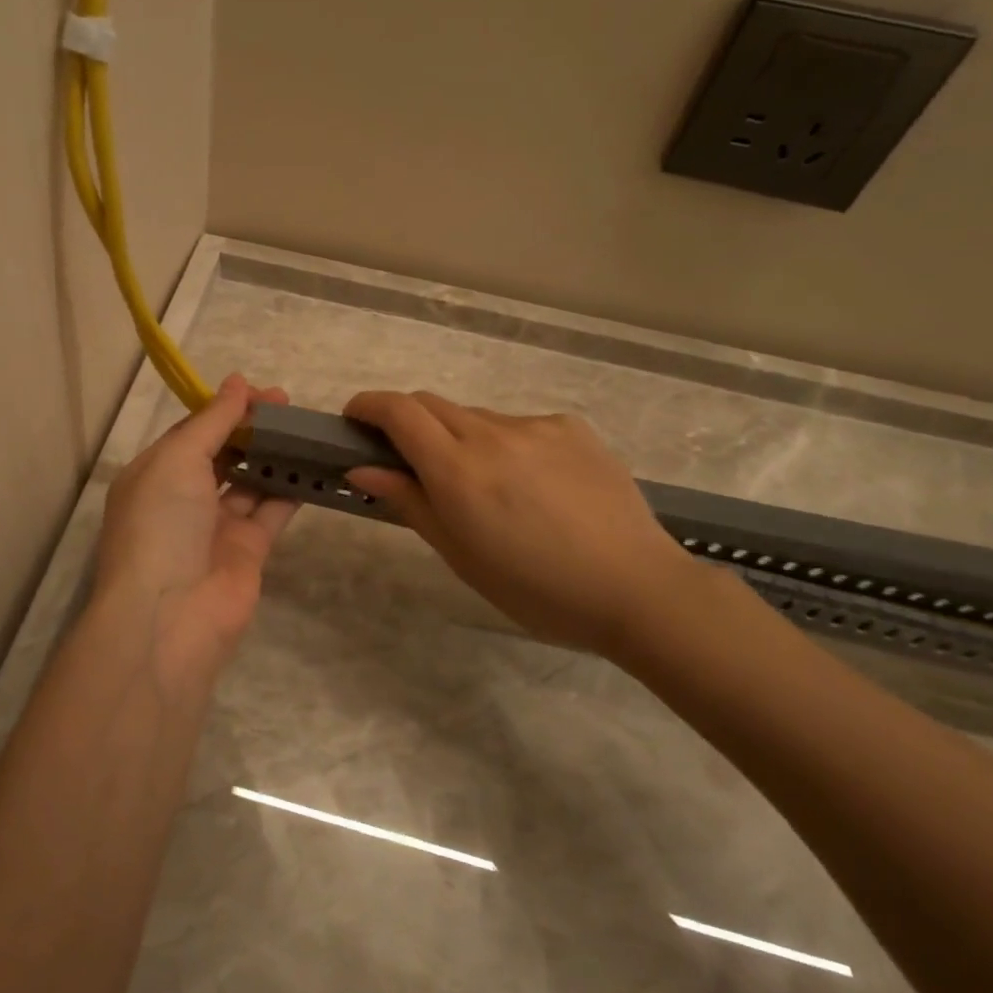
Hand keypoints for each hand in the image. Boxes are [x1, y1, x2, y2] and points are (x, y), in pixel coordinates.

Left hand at [92, 374, 299, 688]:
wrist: (171, 615)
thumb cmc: (161, 524)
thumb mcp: (177, 459)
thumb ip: (212, 421)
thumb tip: (237, 381)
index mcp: (155, 474)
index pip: (193, 432)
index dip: (225, 409)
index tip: (261, 392)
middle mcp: (183, 498)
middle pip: (223, 453)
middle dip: (252, 428)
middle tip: (289, 406)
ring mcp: (216, 526)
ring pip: (250, 481)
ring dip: (274, 455)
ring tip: (307, 428)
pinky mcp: (248, 550)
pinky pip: (272, 510)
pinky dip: (292, 487)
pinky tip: (315, 463)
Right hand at [343, 391, 701, 655]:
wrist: (638, 589)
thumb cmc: (536, 589)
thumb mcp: (460, 554)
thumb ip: (409, 501)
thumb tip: (363, 467)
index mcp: (458, 470)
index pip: (398, 411)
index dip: (368, 405)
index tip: (354, 420)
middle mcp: (493, 434)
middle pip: (430, 404)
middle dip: (407, 421)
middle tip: (409, 460)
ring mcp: (536, 426)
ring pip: (476, 416)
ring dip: (459, 437)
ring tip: (484, 486)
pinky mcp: (572, 427)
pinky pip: (519, 425)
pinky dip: (505, 444)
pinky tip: (532, 485)